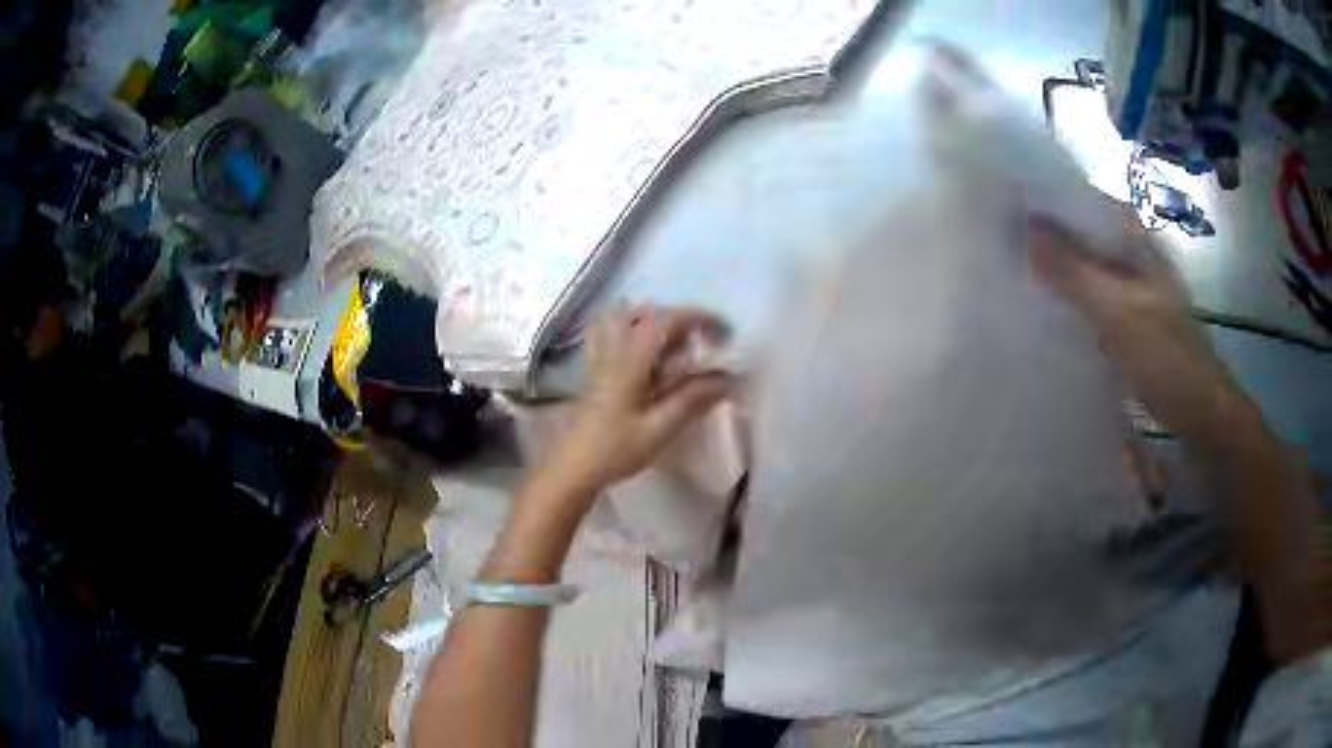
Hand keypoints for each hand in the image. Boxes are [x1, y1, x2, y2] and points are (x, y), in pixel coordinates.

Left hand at [550, 305, 730, 491]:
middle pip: (641, 315)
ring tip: (669, 333)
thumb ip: (691, 400)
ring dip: (647, 317)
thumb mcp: (659, 429)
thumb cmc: (616, 450)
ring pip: (619, 319)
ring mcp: (598, 360)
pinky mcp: (592, 372)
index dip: (695, 317)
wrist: (574, 467)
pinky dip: (623, 327)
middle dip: (674, 316)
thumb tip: (724, 378)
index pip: (663, 322)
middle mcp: (611, 353)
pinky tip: (635, 343)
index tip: (721, 326)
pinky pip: (604, 334)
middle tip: (699, 335)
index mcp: (629, 363)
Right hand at [1027, 211, 1252, 440]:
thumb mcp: (1117, 312)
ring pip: (1088, 273)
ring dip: (1059, 275)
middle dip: (1049, 241)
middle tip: (1004, 244)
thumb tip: (1025, 231)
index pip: (1085, 205)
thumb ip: (1073, 273)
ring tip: (1017, 275)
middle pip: (1085, 239)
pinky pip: (1094, 305)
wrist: (1199, 414)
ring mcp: (1134, 293)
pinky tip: (1049, 316)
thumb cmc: (1165, 357)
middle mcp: (1135, 258)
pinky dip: (1073, 306)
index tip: (1008, 207)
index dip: (1049, 203)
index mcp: (1137, 241)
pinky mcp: (1131, 324)